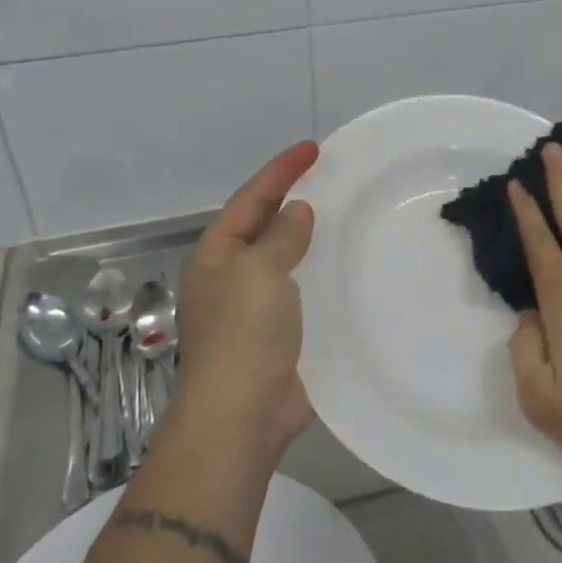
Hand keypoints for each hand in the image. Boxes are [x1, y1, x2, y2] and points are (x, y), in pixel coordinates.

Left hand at [172, 141, 318, 447]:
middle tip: (329, 175)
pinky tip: (345, 265)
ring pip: (285, 257)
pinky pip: (302, 288)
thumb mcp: (259, 270)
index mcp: (216, 255)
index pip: (251, 199)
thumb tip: (296, 211)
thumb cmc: (244, 332)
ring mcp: (254, 307)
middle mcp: (231, 276)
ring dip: (308, 235)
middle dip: (292, 198)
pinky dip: (320, 271)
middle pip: (264, 224)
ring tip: (342, 213)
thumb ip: (281, 235)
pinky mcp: (279, 333)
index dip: (280, 170)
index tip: (313, 147)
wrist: (242, 414)